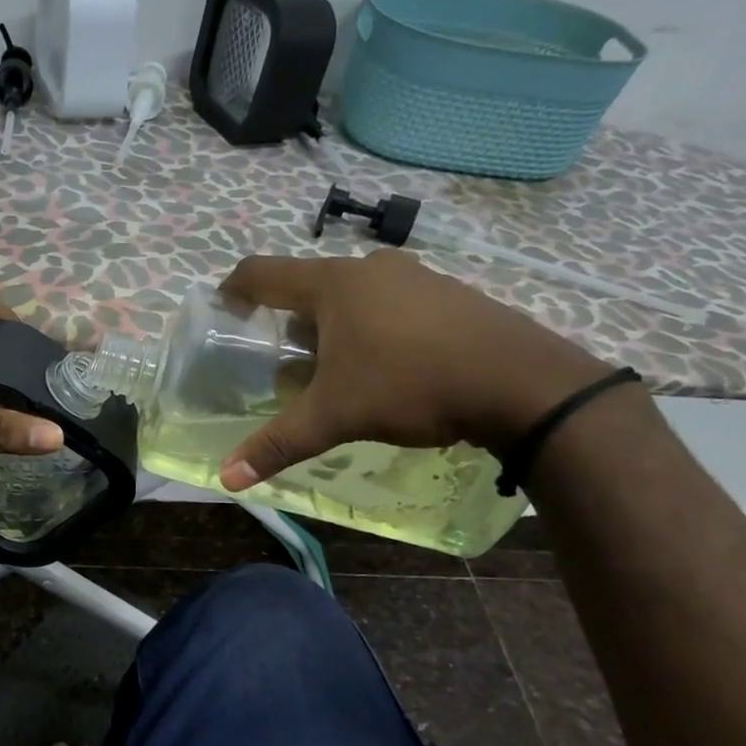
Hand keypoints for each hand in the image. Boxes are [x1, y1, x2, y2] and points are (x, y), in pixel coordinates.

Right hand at [217, 250, 612, 490]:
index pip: (262, 273)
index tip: (222, 311)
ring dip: (335, 327)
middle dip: (290, 323)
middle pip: (310, 287)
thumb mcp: (336, 417)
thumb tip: (227, 477)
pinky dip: (376, 328)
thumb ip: (279, 444)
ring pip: (355, 296)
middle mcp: (371, 268)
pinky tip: (389, 369)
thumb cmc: (410, 385)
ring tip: (336, 371)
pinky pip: (393, 305)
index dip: (233, 289)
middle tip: (284, 363)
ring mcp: (417, 277)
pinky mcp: (451, 295)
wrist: (523, 383)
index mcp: (333, 284)